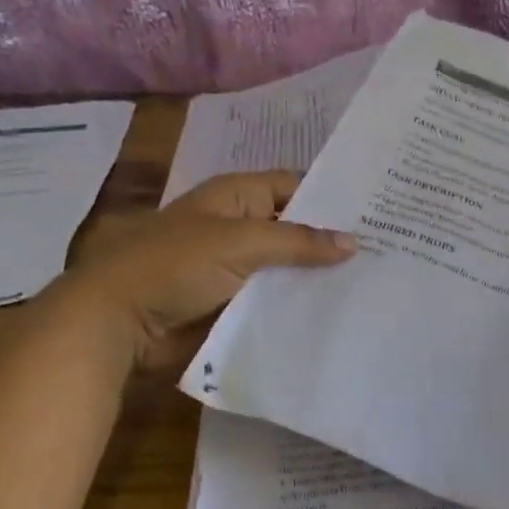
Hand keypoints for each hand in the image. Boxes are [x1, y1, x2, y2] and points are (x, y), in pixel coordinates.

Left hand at [59, 172, 355, 367]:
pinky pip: (272, 301)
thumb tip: (353, 242)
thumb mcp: (239, 243)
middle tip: (388, 253)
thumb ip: (297, 242)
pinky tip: (336, 315)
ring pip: (286, 269)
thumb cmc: (175, 265)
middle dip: (331, 242)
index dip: (331, 197)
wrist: (119, 321)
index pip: (294, 187)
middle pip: (294, 230)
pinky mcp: (233, 304)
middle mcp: (239, 227)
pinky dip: (296, 306)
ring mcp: (236, 269)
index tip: (377, 213)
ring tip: (373, 286)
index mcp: (236, 197)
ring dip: (317, 278)